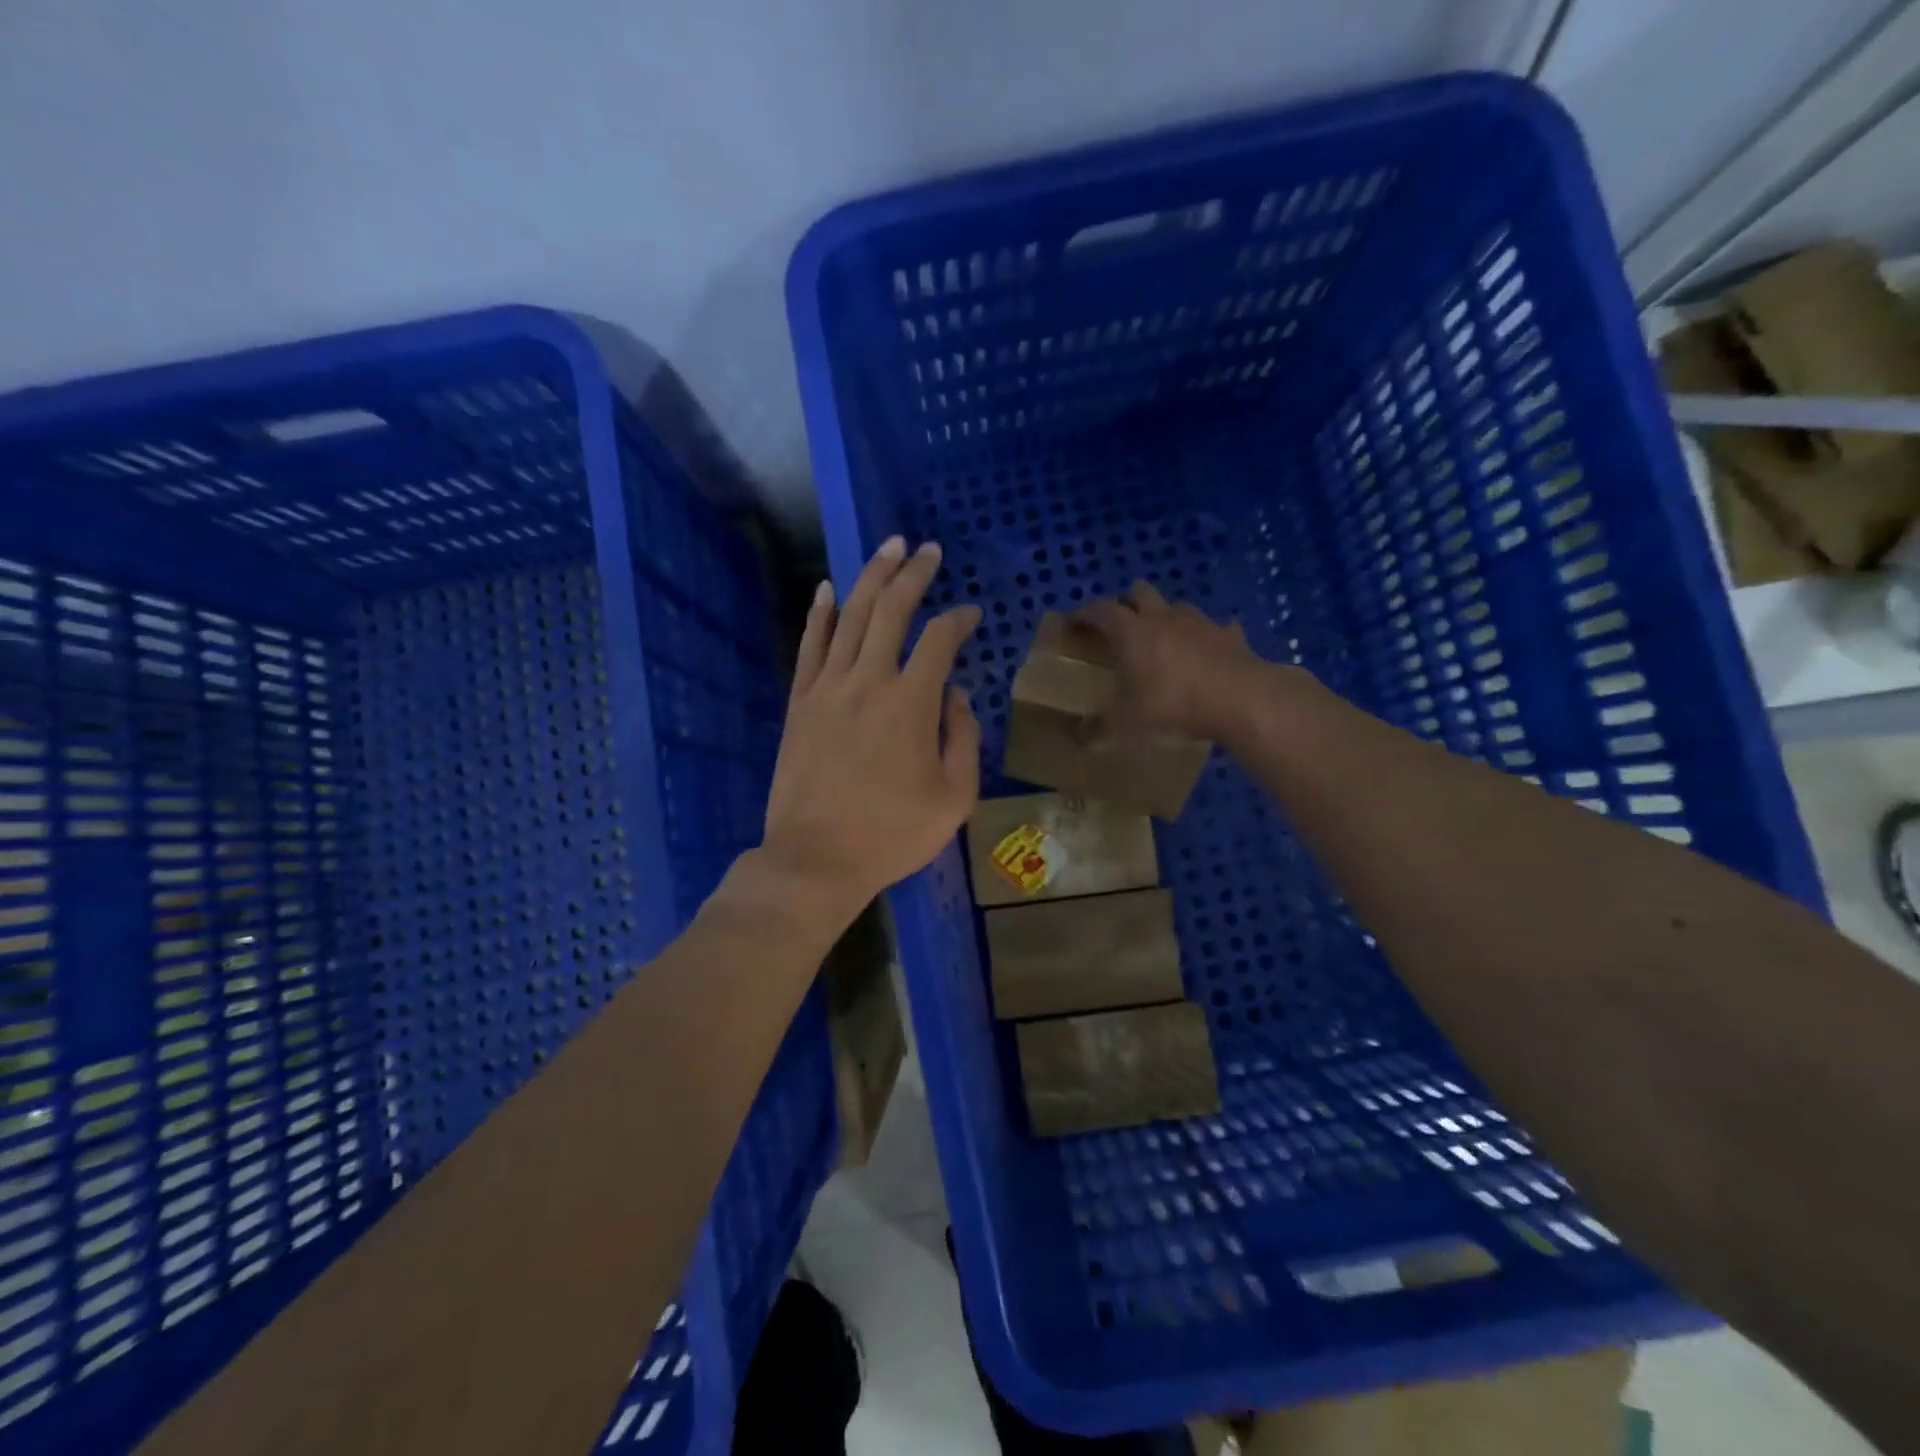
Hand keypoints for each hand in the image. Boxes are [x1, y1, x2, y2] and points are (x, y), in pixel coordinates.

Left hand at [757, 536, 981, 926]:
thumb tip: (956, 695)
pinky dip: (820, 614)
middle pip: (891, 609)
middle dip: (913, 573)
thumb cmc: (892, 834)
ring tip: (888, 548)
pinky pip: (810, 646)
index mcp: (911, 703)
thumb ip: (963, 738)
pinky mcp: (799, 703)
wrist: (816, 858)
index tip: (972, 614)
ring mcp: (827, 688)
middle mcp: (868, 681)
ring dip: (871, 577)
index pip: (939, 639)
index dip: (959, 619)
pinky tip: (827, 589)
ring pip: (849, 615)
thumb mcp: (954, 798)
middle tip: (927, 550)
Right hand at [1075, 581, 1269, 741]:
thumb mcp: (1128, 724)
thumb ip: (1101, 729)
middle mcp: (1163, 618)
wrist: (1241, 700)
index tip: (1073, 622)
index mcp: (1131, 632)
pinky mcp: (1231, 635)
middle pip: (1139, 592)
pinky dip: (1206, 637)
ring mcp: (1200, 623)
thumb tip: (1080, 738)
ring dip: (1166, 616)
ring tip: (1163, 638)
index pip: (1100, 611)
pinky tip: (1207, 652)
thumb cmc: (1173, 704)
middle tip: (1120, 626)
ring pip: (1177, 606)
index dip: (1084, 614)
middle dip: (1127, 602)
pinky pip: (1215, 628)